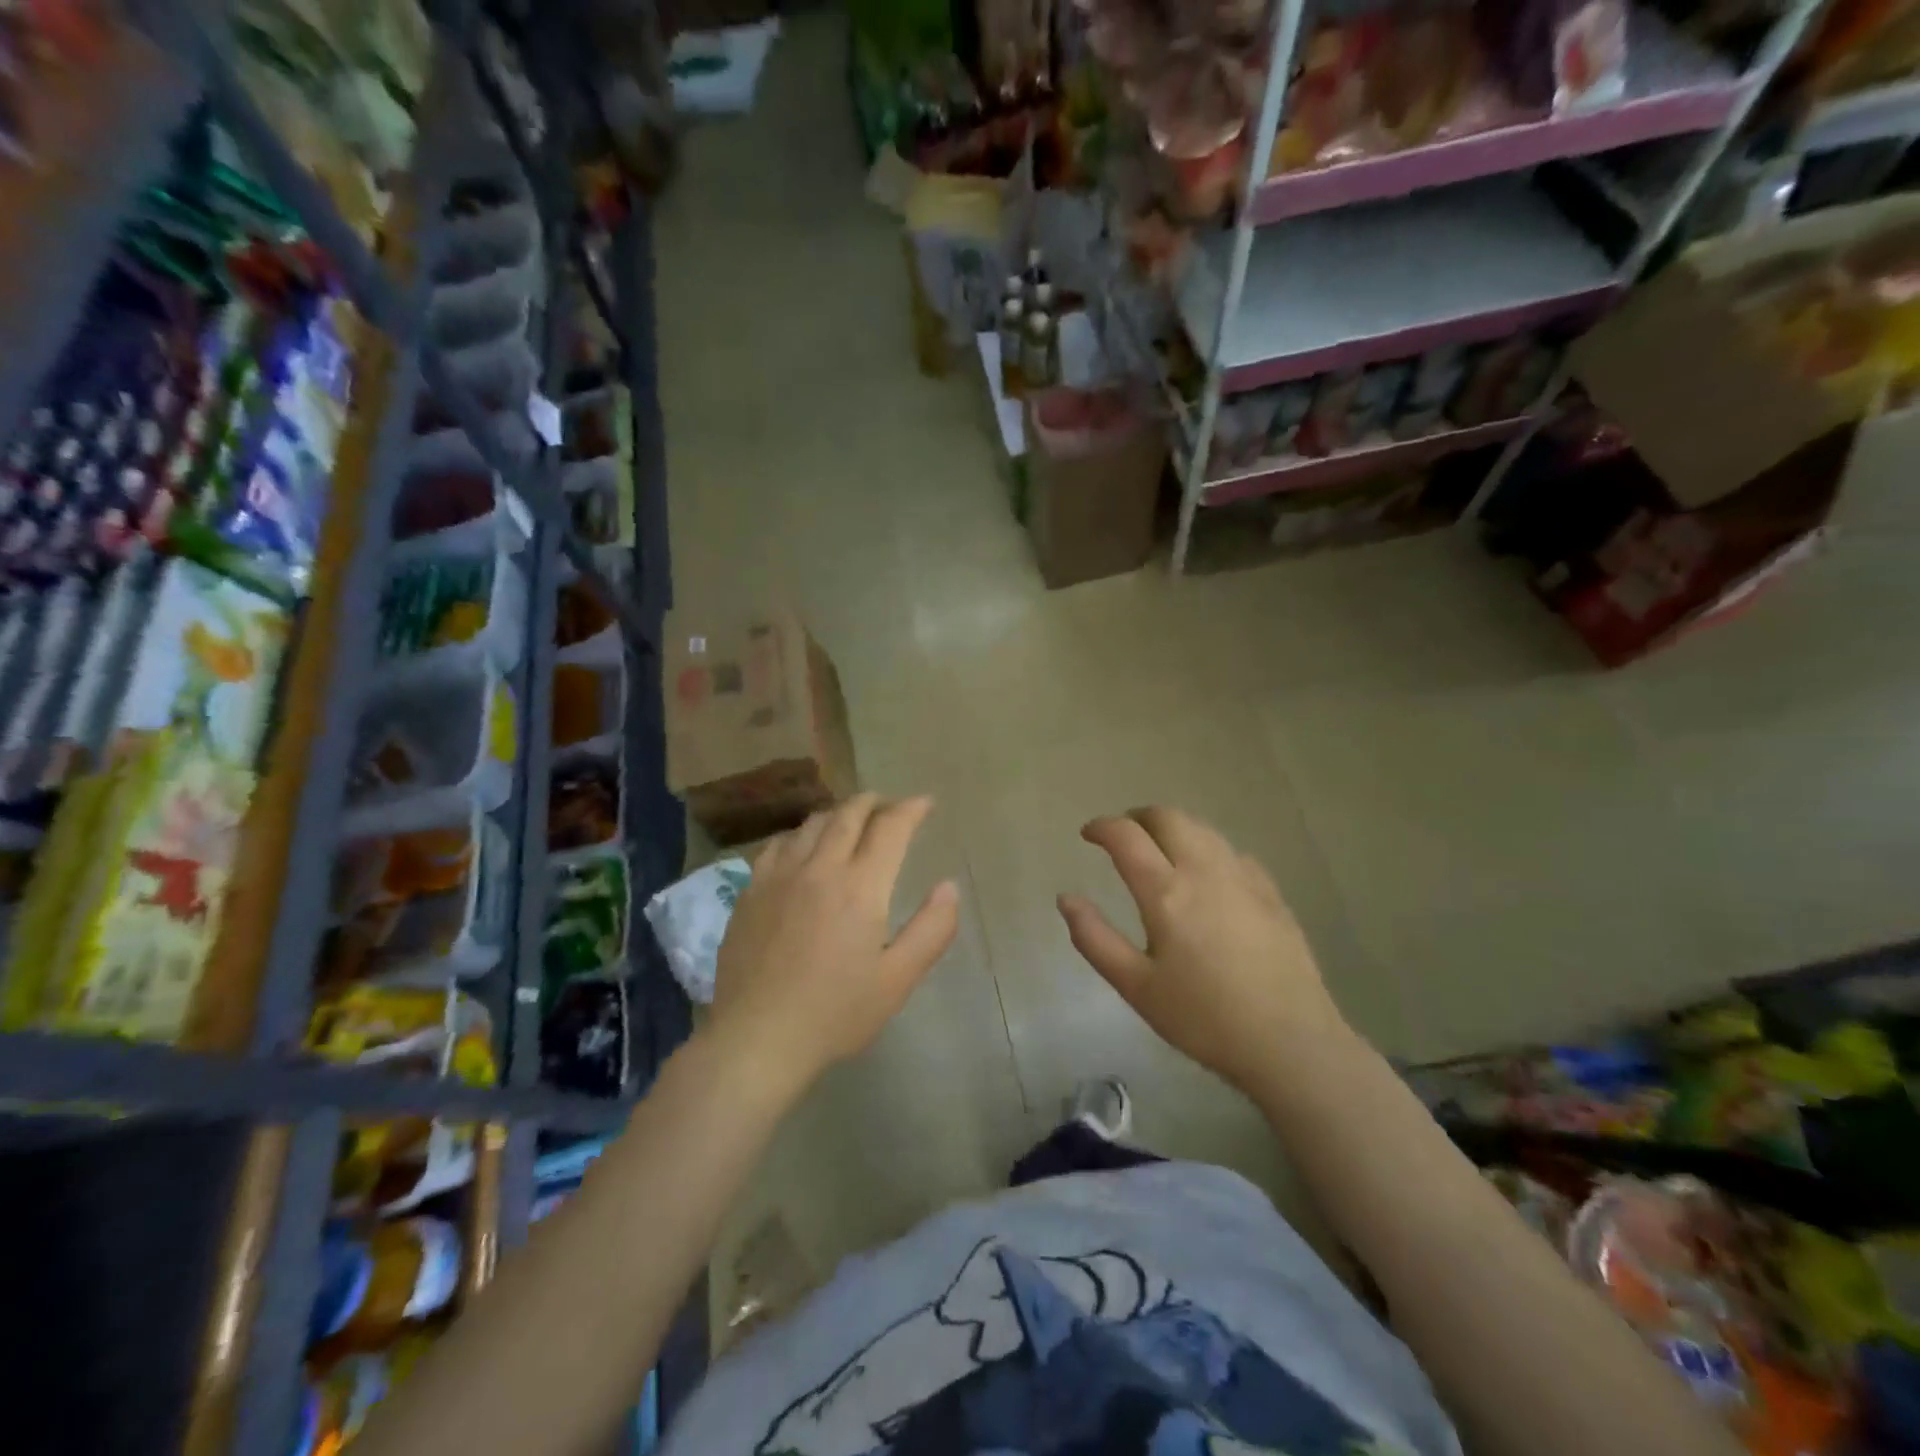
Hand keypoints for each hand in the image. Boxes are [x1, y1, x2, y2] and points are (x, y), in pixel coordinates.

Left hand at [709, 794, 959, 1096]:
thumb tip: (949, 886)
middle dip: (875, 802)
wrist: (757, 1038)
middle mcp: (819, 868)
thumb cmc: (835, 1014)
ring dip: (839, 814)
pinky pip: (778, 843)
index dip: (911, 809)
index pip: (890, 827)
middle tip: (891, 806)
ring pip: (813, 823)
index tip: (925, 803)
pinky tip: (804, 846)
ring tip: (852, 821)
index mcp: (860, 887)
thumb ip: (931, 930)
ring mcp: (779, 875)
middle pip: (849, 814)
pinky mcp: (751, 890)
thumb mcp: (897, 980)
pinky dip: (801, 833)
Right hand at [1058, 807, 1348, 1093]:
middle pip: (1168, 818)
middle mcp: (1204, 871)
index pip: (1126, 836)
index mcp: (1165, 893)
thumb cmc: (1203, 1018)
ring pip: (1203, 829)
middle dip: (1139, 817)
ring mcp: (1242, 878)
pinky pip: (1232, 851)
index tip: (1087, 834)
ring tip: (1160, 846)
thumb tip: (1066, 899)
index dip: (1102, 827)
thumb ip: (1095, 938)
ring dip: (1174, 826)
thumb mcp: (1136, 986)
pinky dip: (1207, 848)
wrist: (1290, 1042)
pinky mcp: (1271, 893)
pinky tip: (1207, 872)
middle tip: (1123, 833)